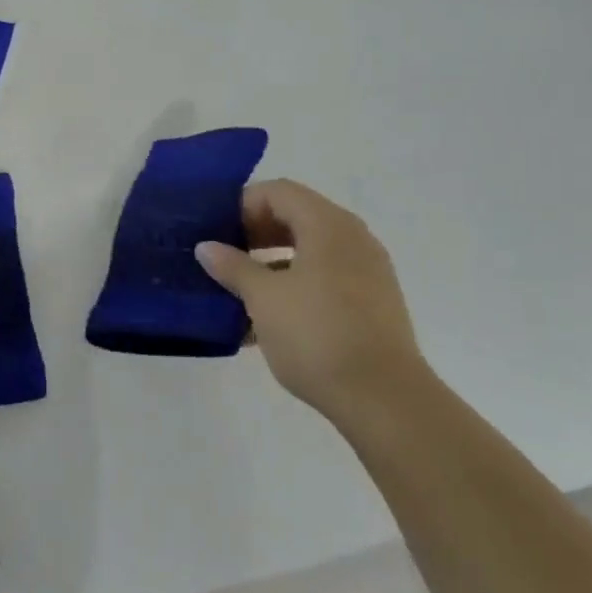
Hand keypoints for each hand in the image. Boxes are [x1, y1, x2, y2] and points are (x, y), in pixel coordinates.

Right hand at [195, 180, 423, 421]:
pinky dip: (295, 286)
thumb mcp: (263, 298)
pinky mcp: (373, 303)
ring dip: (272, 263)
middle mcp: (352, 238)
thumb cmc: (317, 335)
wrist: (385, 400)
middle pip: (296, 217)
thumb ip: (233, 267)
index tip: (216, 231)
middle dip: (255, 233)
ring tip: (239, 291)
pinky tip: (267, 321)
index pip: (278, 192)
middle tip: (224, 257)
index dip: (243, 204)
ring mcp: (367, 271)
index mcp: (327, 225)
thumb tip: (206, 247)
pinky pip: (326, 279)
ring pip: (310, 251)